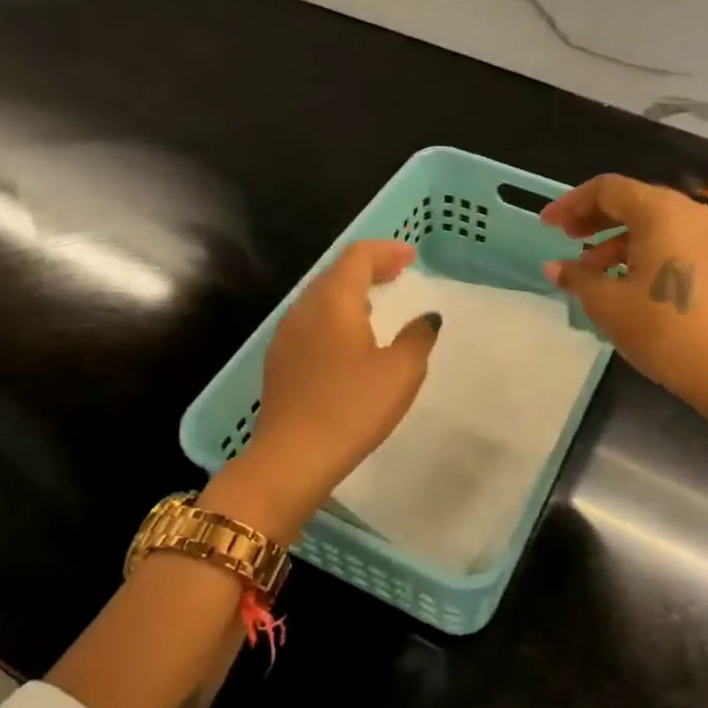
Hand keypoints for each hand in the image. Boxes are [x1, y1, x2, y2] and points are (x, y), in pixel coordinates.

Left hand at [207, 240, 439, 539]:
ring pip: (320, 297)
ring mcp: (286, 334)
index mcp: (334, 301)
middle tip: (397, 273)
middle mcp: (305, 308)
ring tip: (376, 302)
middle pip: (336, 272)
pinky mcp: (280, 360)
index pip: (358, 256)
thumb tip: (427, 318)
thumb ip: (418, 338)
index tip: (411, 257)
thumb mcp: (400, 372)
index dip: (386, 251)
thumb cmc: (352, 408)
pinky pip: (311, 321)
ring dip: (350, 292)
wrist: (291, 457)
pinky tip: (348, 338)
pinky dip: (335, 315)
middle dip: (369, 267)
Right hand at [542, 174, 707, 417]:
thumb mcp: (608, 304)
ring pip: (658, 224)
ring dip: (621, 240)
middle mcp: (693, 213)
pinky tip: (631, 283)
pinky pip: (679, 243)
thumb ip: (578, 278)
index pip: (608, 189)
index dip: (571, 204)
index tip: (548, 225)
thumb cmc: (664, 330)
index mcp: (662, 212)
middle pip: (636, 202)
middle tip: (567, 240)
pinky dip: (649, 253)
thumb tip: (554, 267)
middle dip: (596, 219)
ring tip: (594, 271)